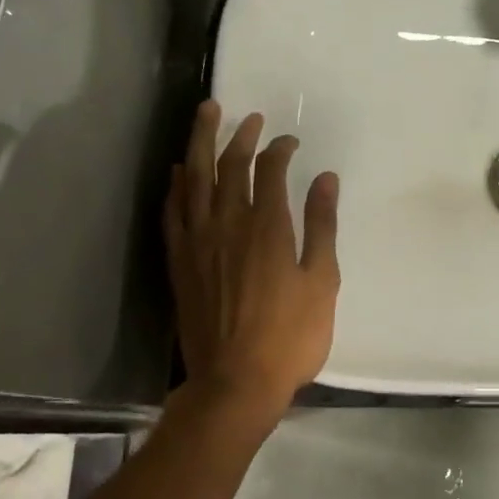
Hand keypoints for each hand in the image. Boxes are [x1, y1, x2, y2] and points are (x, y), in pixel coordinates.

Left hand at [165, 101, 340, 417]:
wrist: (235, 382)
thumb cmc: (290, 336)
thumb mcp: (322, 281)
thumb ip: (322, 226)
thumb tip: (325, 179)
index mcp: (267, 226)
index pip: (269, 170)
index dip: (279, 149)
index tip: (290, 142)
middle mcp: (227, 224)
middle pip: (227, 165)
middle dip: (239, 135)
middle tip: (247, 117)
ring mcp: (196, 242)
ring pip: (194, 179)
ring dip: (200, 143)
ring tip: (206, 116)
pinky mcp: (179, 262)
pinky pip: (172, 212)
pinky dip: (176, 187)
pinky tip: (178, 173)